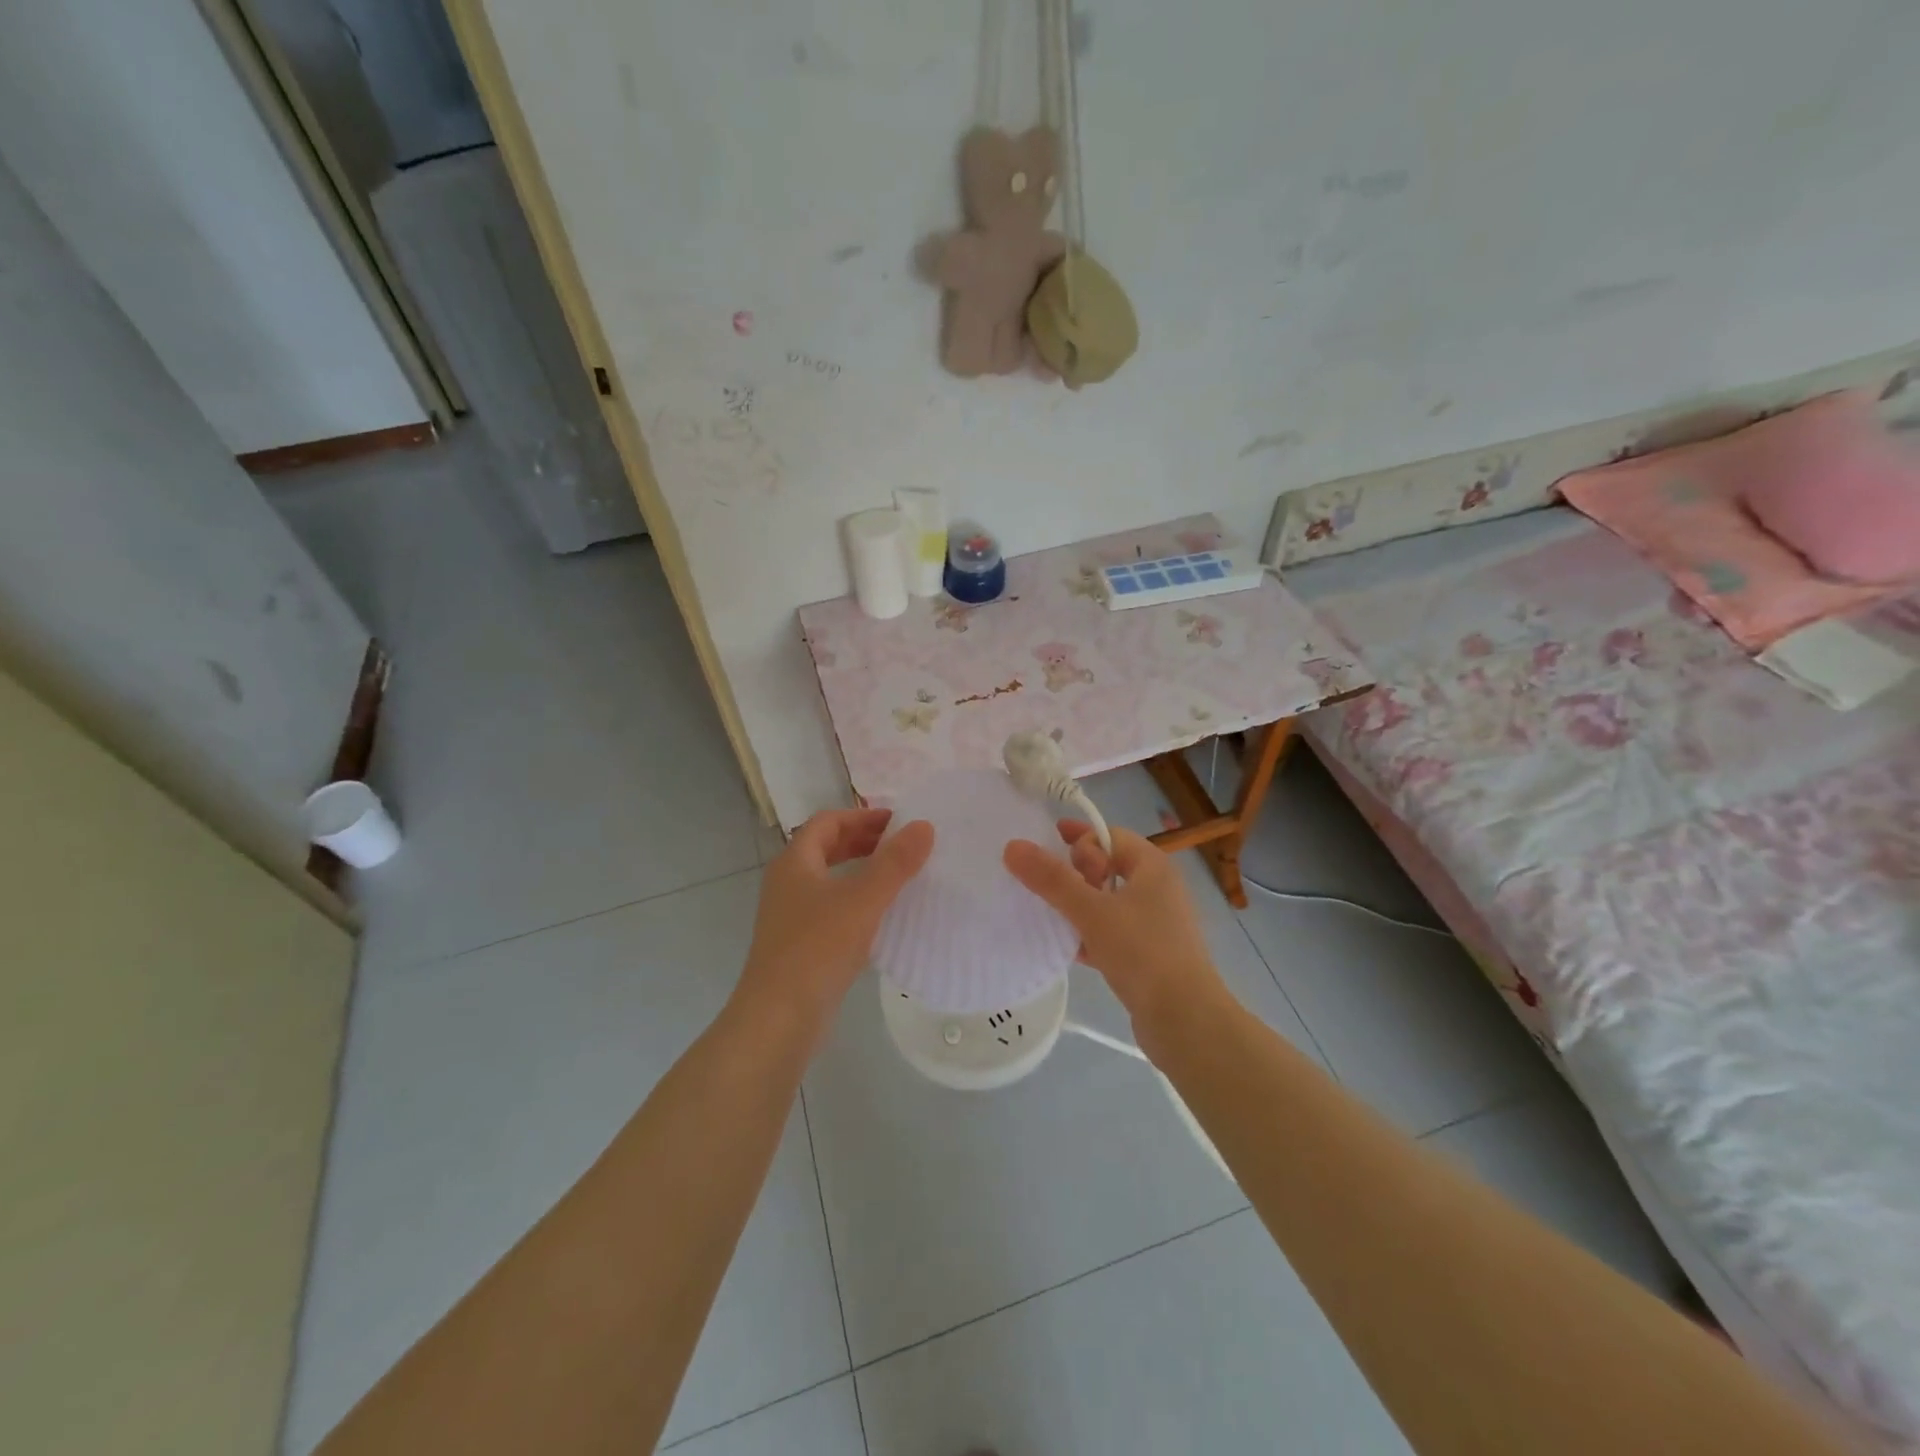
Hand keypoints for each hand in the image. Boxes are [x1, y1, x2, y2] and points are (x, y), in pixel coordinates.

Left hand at [736, 809, 934, 1036]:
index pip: (828, 822)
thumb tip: (924, 825)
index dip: (862, 816)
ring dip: (861, 871)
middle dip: (863, 841)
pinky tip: (881, 916)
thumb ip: (895, 863)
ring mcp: (791, 915)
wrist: (779, 1018)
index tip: (898, 821)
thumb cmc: (817, 948)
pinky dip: (856, 901)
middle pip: (826, 848)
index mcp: (795, 862)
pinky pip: (831, 908)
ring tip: (897, 875)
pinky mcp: (800, 944)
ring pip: (829, 880)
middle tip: (902, 845)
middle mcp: (788, 882)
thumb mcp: (863, 900)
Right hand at [1003, 822, 1228, 1028]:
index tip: (1050, 853)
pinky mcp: (1150, 955)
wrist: (1185, 1021)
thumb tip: (1013, 846)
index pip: (1110, 835)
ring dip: (1080, 905)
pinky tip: (1068, 950)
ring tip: (1051, 917)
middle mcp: (1159, 889)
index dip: (1079, 839)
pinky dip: (1091, 934)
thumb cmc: (1142, 952)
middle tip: (1052, 888)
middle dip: (1076, 873)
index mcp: (1153, 867)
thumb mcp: (1091, 911)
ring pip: (1109, 902)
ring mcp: (1157, 924)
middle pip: (1109, 867)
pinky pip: (1114, 933)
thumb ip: (1051, 879)